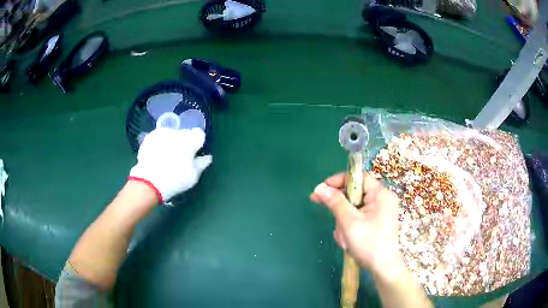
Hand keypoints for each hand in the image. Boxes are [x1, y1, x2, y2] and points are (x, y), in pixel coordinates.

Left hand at [129, 128, 211, 202]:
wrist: (149, 182)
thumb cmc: (175, 180)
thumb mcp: (193, 177)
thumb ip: (201, 164)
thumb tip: (207, 157)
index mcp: (189, 140)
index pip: (199, 135)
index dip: (198, 144)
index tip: (194, 154)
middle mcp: (176, 132)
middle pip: (185, 133)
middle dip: (184, 142)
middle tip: (180, 157)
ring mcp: (161, 133)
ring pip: (171, 134)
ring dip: (172, 142)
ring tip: (167, 157)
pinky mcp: (149, 137)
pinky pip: (159, 137)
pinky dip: (160, 143)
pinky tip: (157, 155)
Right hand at [310, 173, 401, 276]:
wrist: (382, 267)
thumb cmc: (368, 243)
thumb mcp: (349, 222)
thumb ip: (335, 202)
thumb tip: (320, 187)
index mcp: (381, 194)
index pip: (358, 178)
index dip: (339, 181)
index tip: (322, 189)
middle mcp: (382, 199)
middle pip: (355, 194)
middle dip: (341, 208)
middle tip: (330, 216)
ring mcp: (380, 212)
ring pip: (354, 208)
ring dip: (344, 221)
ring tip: (344, 237)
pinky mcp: (377, 222)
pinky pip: (359, 217)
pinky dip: (350, 227)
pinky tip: (348, 240)